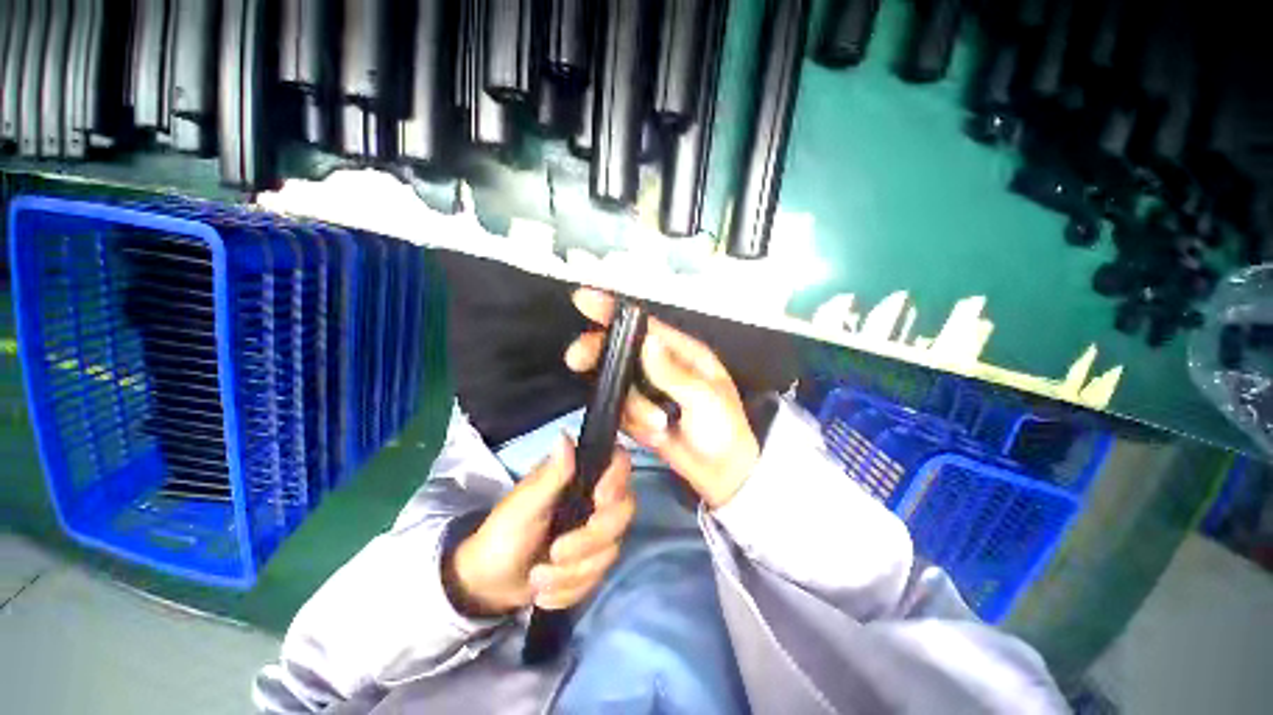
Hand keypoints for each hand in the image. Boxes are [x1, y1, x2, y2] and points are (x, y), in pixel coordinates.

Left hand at [447, 435, 635, 616]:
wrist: (488, 584)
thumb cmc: (503, 533)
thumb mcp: (525, 504)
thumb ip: (552, 474)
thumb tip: (566, 436)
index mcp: (580, 477)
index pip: (618, 464)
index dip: (617, 480)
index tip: (599, 500)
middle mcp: (596, 500)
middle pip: (623, 512)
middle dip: (590, 542)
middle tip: (556, 552)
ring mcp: (597, 532)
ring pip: (611, 551)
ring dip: (572, 573)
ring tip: (538, 578)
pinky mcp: (593, 562)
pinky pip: (598, 578)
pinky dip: (570, 590)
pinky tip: (545, 591)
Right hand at [564, 289, 759, 508]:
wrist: (721, 473)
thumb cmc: (724, 430)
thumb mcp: (705, 399)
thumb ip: (674, 373)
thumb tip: (649, 342)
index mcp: (682, 353)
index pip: (644, 325)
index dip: (613, 310)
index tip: (583, 299)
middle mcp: (661, 366)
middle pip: (620, 350)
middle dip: (600, 355)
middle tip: (577, 360)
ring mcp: (648, 390)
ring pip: (618, 385)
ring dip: (634, 408)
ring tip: (660, 425)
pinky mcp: (639, 412)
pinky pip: (621, 410)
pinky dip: (634, 423)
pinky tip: (656, 433)